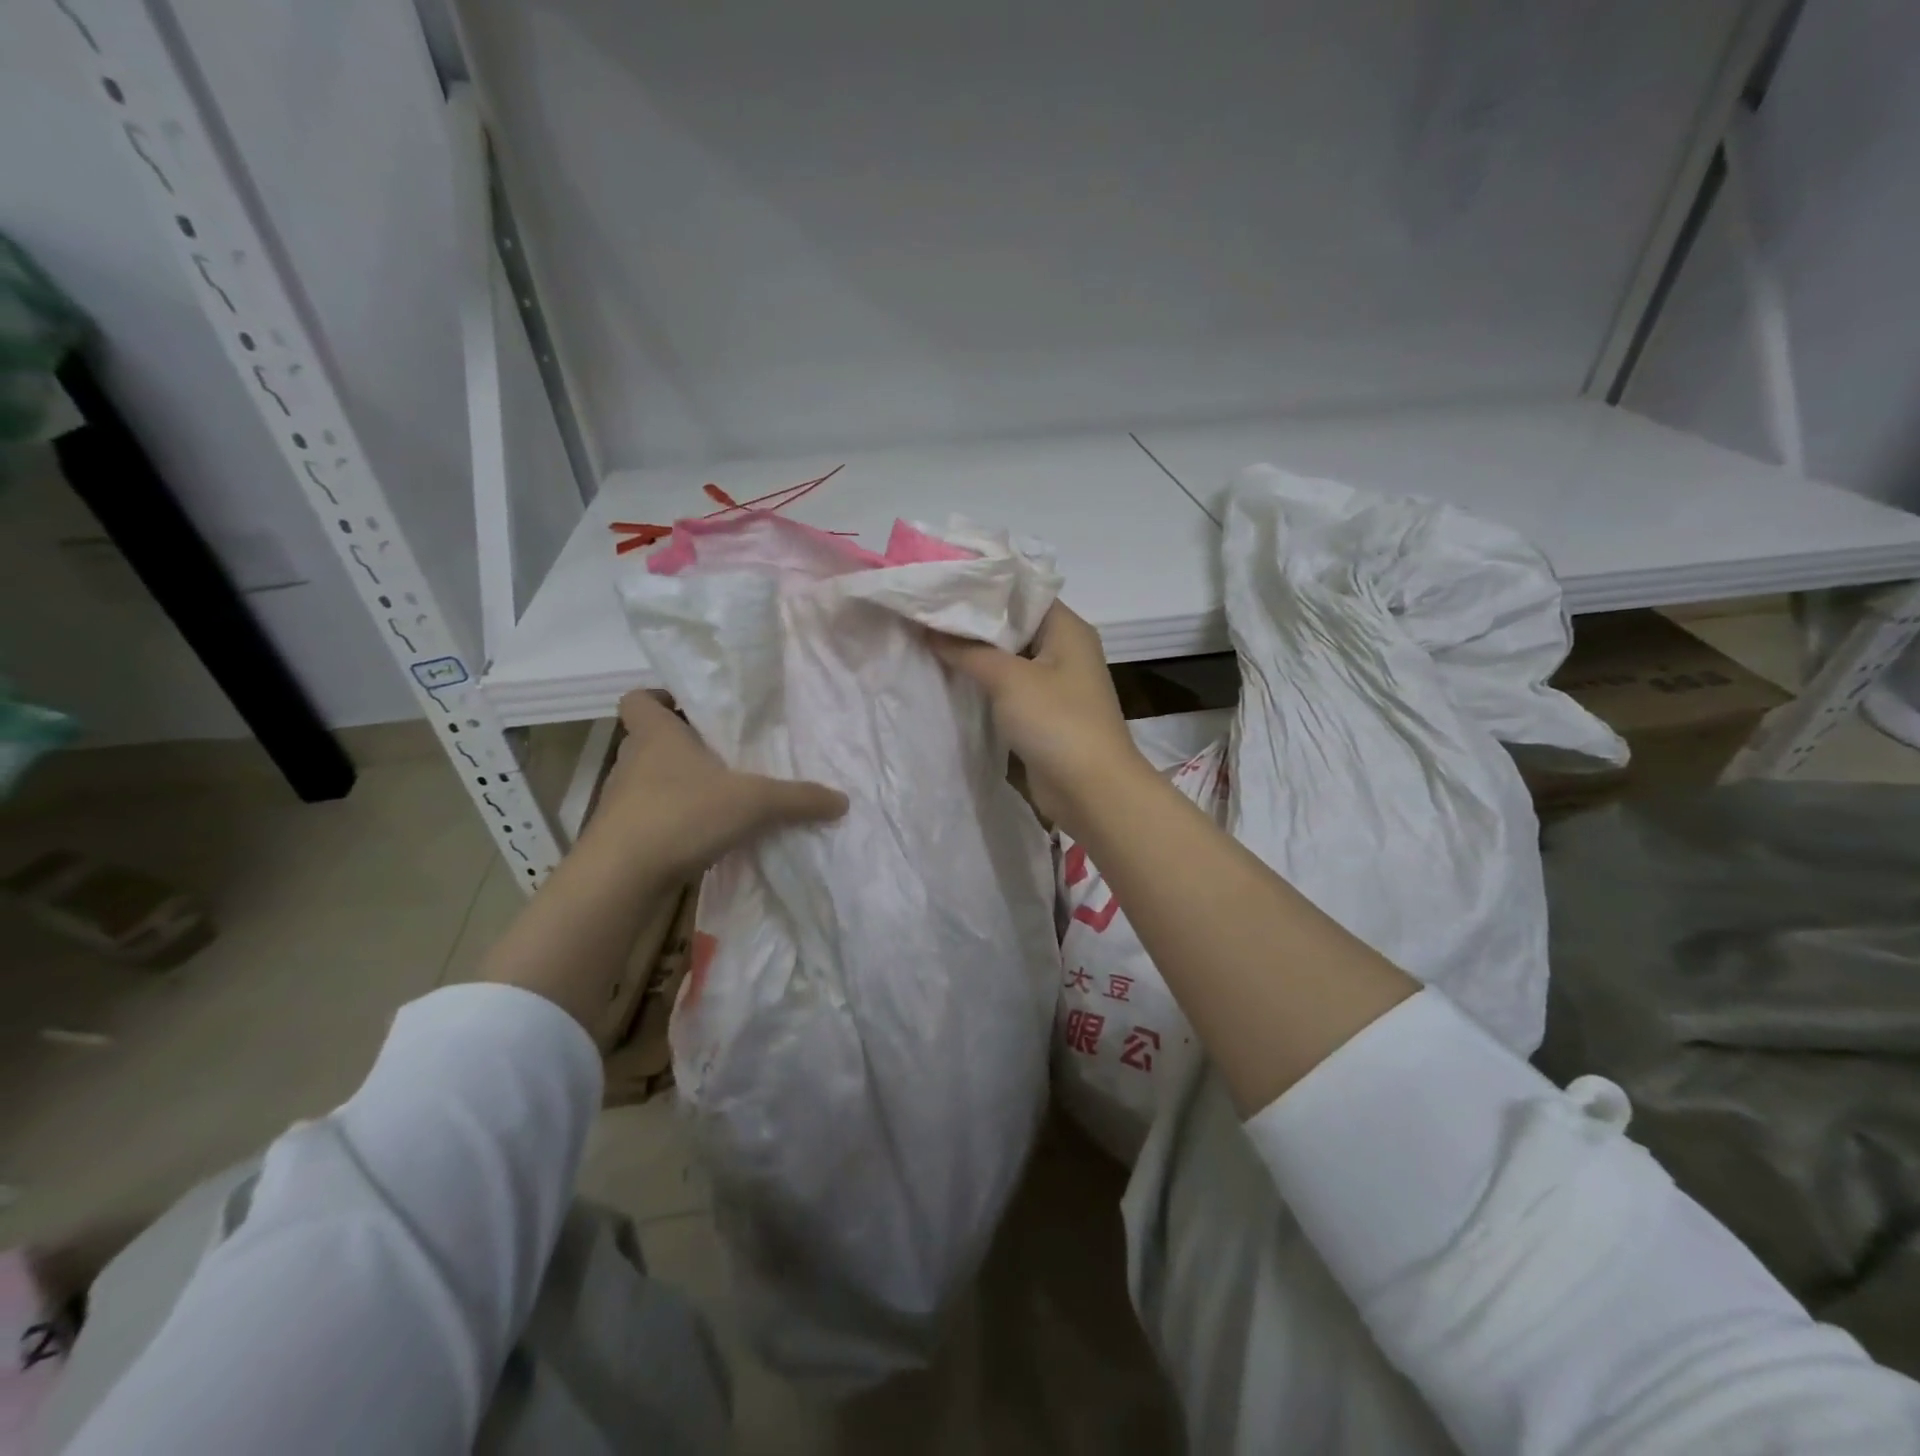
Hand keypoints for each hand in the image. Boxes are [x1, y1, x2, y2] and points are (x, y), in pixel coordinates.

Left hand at [592, 690, 847, 875]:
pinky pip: (651, 817)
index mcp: (657, 735)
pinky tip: (705, 837)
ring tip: (720, 798)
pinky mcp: (622, 837)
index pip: (639, 699)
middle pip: (651, 740)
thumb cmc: (682, 814)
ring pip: (651, 781)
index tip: (689, 708)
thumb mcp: (754, 802)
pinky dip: (674, 822)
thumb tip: (842, 800)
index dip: (659, 699)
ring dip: (679, 786)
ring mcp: (622, 801)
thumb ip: (799, 798)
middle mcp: (633, 761)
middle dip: (683, 746)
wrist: (621, 878)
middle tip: (723, 755)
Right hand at [930, 602, 1151, 833]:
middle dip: (972, 622)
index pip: (1021, 592)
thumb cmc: (1057, 721)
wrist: (1091, 790)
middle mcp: (1064, 649)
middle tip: (926, 611)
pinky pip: (1010, 688)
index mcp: (1067, 628)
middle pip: (1013, 625)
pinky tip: (951, 678)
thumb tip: (929, 628)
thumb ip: (967, 650)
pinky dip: (985, 683)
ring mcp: (1056, 683)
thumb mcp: (1008, 679)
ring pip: (1009, 658)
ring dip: (976, 655)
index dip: (982, 586)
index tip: (940, 585)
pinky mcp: (1045, 714)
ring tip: (929, 639)